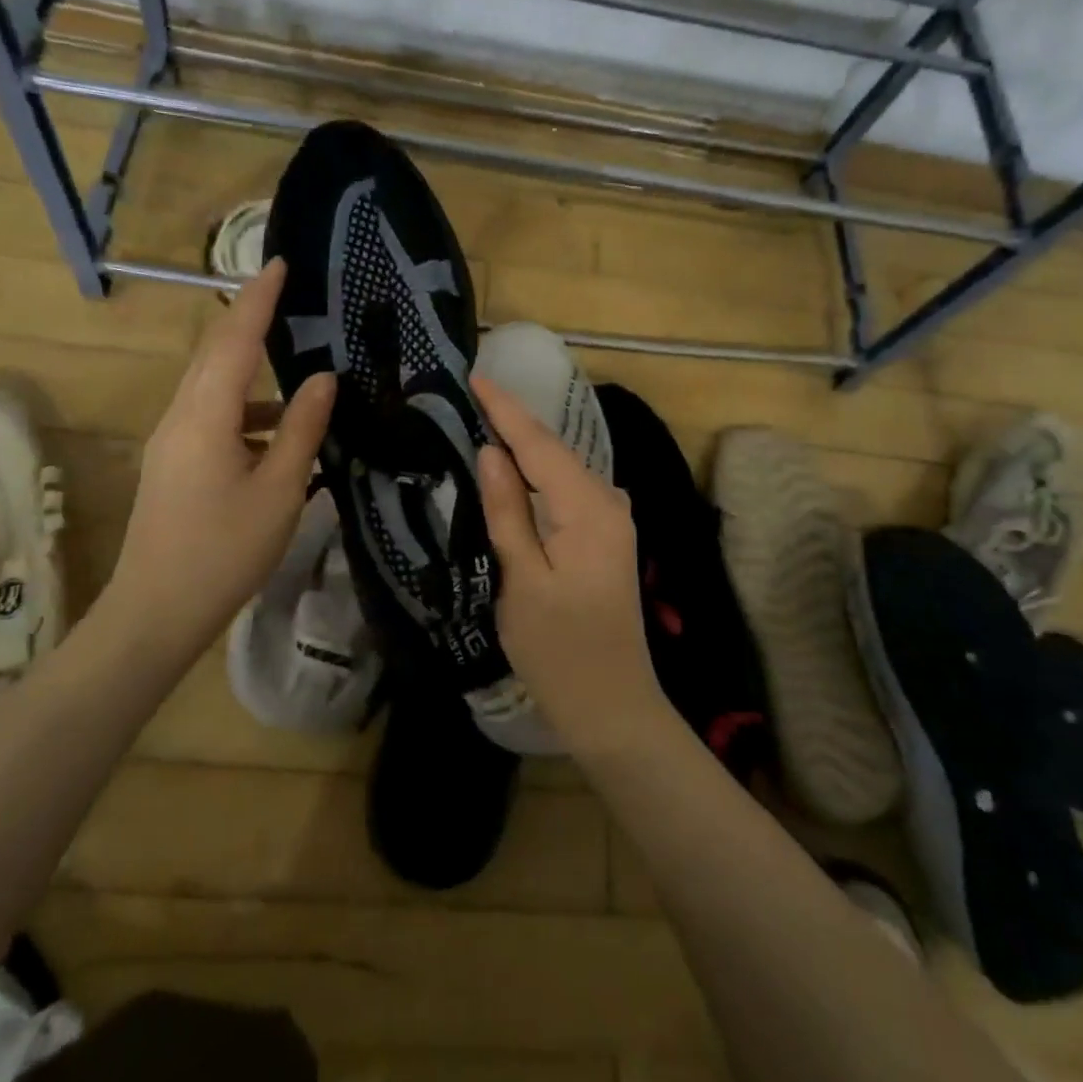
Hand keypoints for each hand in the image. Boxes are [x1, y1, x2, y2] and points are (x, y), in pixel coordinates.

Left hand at [100, 259, 333, 659]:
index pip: (233, 339)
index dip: (258, 299)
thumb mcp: (279, 489)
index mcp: (204, 416)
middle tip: (287, 297)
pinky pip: (211, 417)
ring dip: (251, 372)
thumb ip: (301, 428)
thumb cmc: (224, 550)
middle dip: (249, 320)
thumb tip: (323, 379)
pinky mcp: (173, 464)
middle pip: (215, 354)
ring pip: (213, 387)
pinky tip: (278, 434)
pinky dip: (246, 411)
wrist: (156, 613)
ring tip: (297, 370)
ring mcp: (171, 442)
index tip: (280, 263)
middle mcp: (180, 417)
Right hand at [473, 375, 669, 758]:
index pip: (538, 444)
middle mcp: (608, 501)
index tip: (473, 376)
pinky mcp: (606, 536)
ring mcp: (612, 519)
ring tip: (483, 418)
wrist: (613, 705)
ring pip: (561, 468)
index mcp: (587, 508)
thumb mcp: (521, 580)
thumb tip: (491, 452)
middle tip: (469, 394)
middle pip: (553, 449)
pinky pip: (567, 489)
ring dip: (525, 444)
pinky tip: (515, 466)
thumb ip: (507, 511)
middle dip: (513, 419)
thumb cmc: (559, 650)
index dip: (504, 409)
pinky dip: (539, 472)